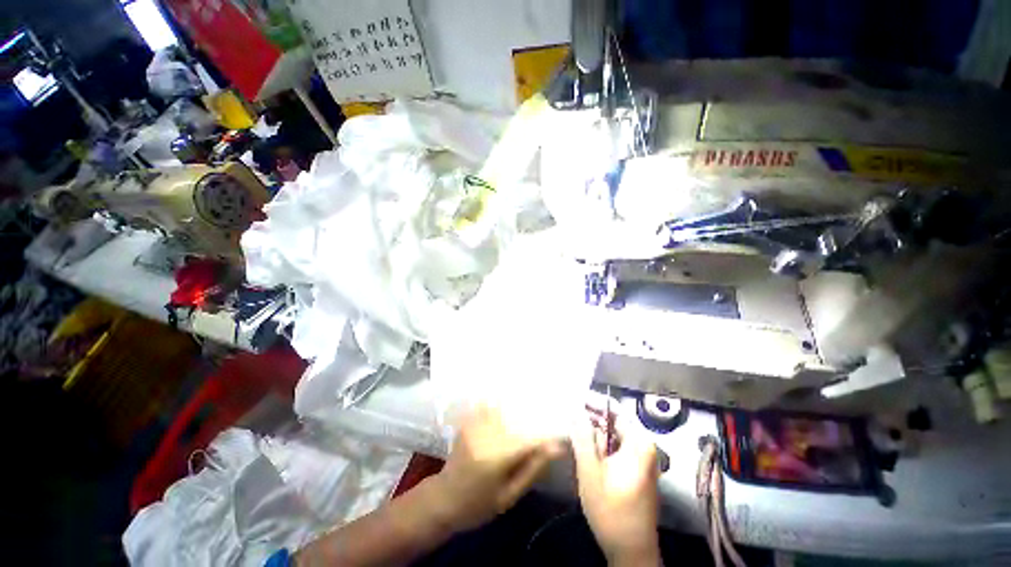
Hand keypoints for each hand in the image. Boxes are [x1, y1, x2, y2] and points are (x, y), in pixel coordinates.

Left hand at [431, 405, 563, 531]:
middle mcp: (486, 435)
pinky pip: (488, 406)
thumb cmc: (478, 506)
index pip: (529, 440)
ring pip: (503, 409)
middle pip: (517, 420)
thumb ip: (532, 469)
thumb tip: (556, 449)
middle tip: (549, 420)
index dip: (548, 437)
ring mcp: (475, 425)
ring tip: (532, 410)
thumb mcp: (509, 496)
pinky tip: (508, 406)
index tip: (562, 437)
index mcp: (496, 457)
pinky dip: (499, 404)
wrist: (443, 500)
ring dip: (517, 410)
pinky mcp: (469, 421)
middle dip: (535, 420)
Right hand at [572, 408, 660, 565]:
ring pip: (613, 438)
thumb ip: (582, 438)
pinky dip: (601, 450)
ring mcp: (643, 460)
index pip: (613, 410)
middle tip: (569, 424)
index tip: (571, 401)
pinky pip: (616, 450)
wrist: (631, 553)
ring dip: (594, 438)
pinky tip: (587, 458)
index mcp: (639, 443)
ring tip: (575, 440)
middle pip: (613, 424)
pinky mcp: (638, 472)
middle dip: (590, 424)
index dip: (591, 403)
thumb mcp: (590, 472)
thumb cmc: (611, 512)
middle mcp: (645, 447)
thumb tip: (574, 410)